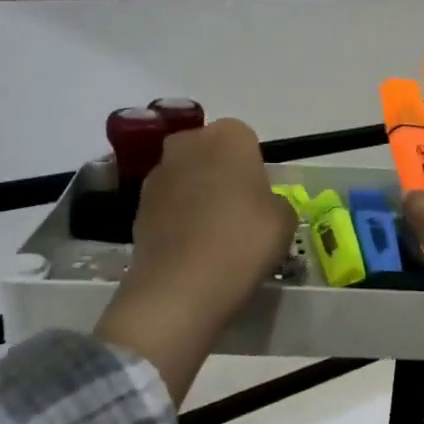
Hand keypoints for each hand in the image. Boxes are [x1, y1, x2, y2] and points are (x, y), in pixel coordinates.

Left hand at [95, 118, 294, 402]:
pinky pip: (168, 205)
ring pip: (187, 178)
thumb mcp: (285, 221)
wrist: (181, 287)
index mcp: (229, 136)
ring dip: (198, 196)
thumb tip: (260, 205)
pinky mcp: (138, 206)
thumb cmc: (244, 243)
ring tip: (214, 238)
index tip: (261, 199)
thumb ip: (275, 201)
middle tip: (239, 214)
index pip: (246, 140)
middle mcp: (188, 144)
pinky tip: (192, 250)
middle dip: (222, 175)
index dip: (255, 169)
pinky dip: (179, 220)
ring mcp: (157, 174)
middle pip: (210, 153)